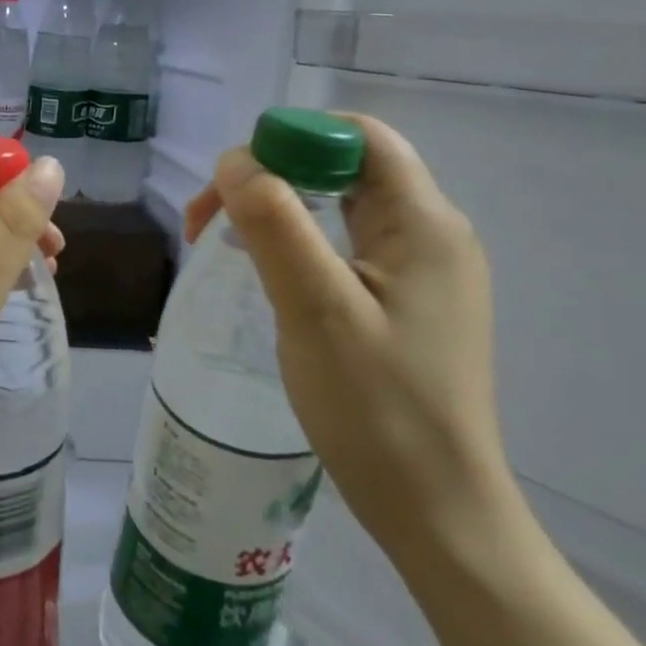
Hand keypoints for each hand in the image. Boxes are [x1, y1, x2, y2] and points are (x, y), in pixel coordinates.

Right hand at [186, 114, 518, 565]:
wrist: (436, 510)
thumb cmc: (378, 408)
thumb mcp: (316, 309)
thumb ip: (275, 224)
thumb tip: (235, 160)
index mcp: (424, 222)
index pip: (358, 136)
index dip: (291, 138)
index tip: (233, 182)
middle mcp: (431, 233)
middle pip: (345, 166)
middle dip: (272, 176)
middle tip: (210, 221)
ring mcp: (422, 270)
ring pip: (340, 206)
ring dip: (279, 210)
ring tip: (225, 243)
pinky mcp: (407, 302)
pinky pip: (346, 246)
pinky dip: (299, 243)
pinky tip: (268, 273)